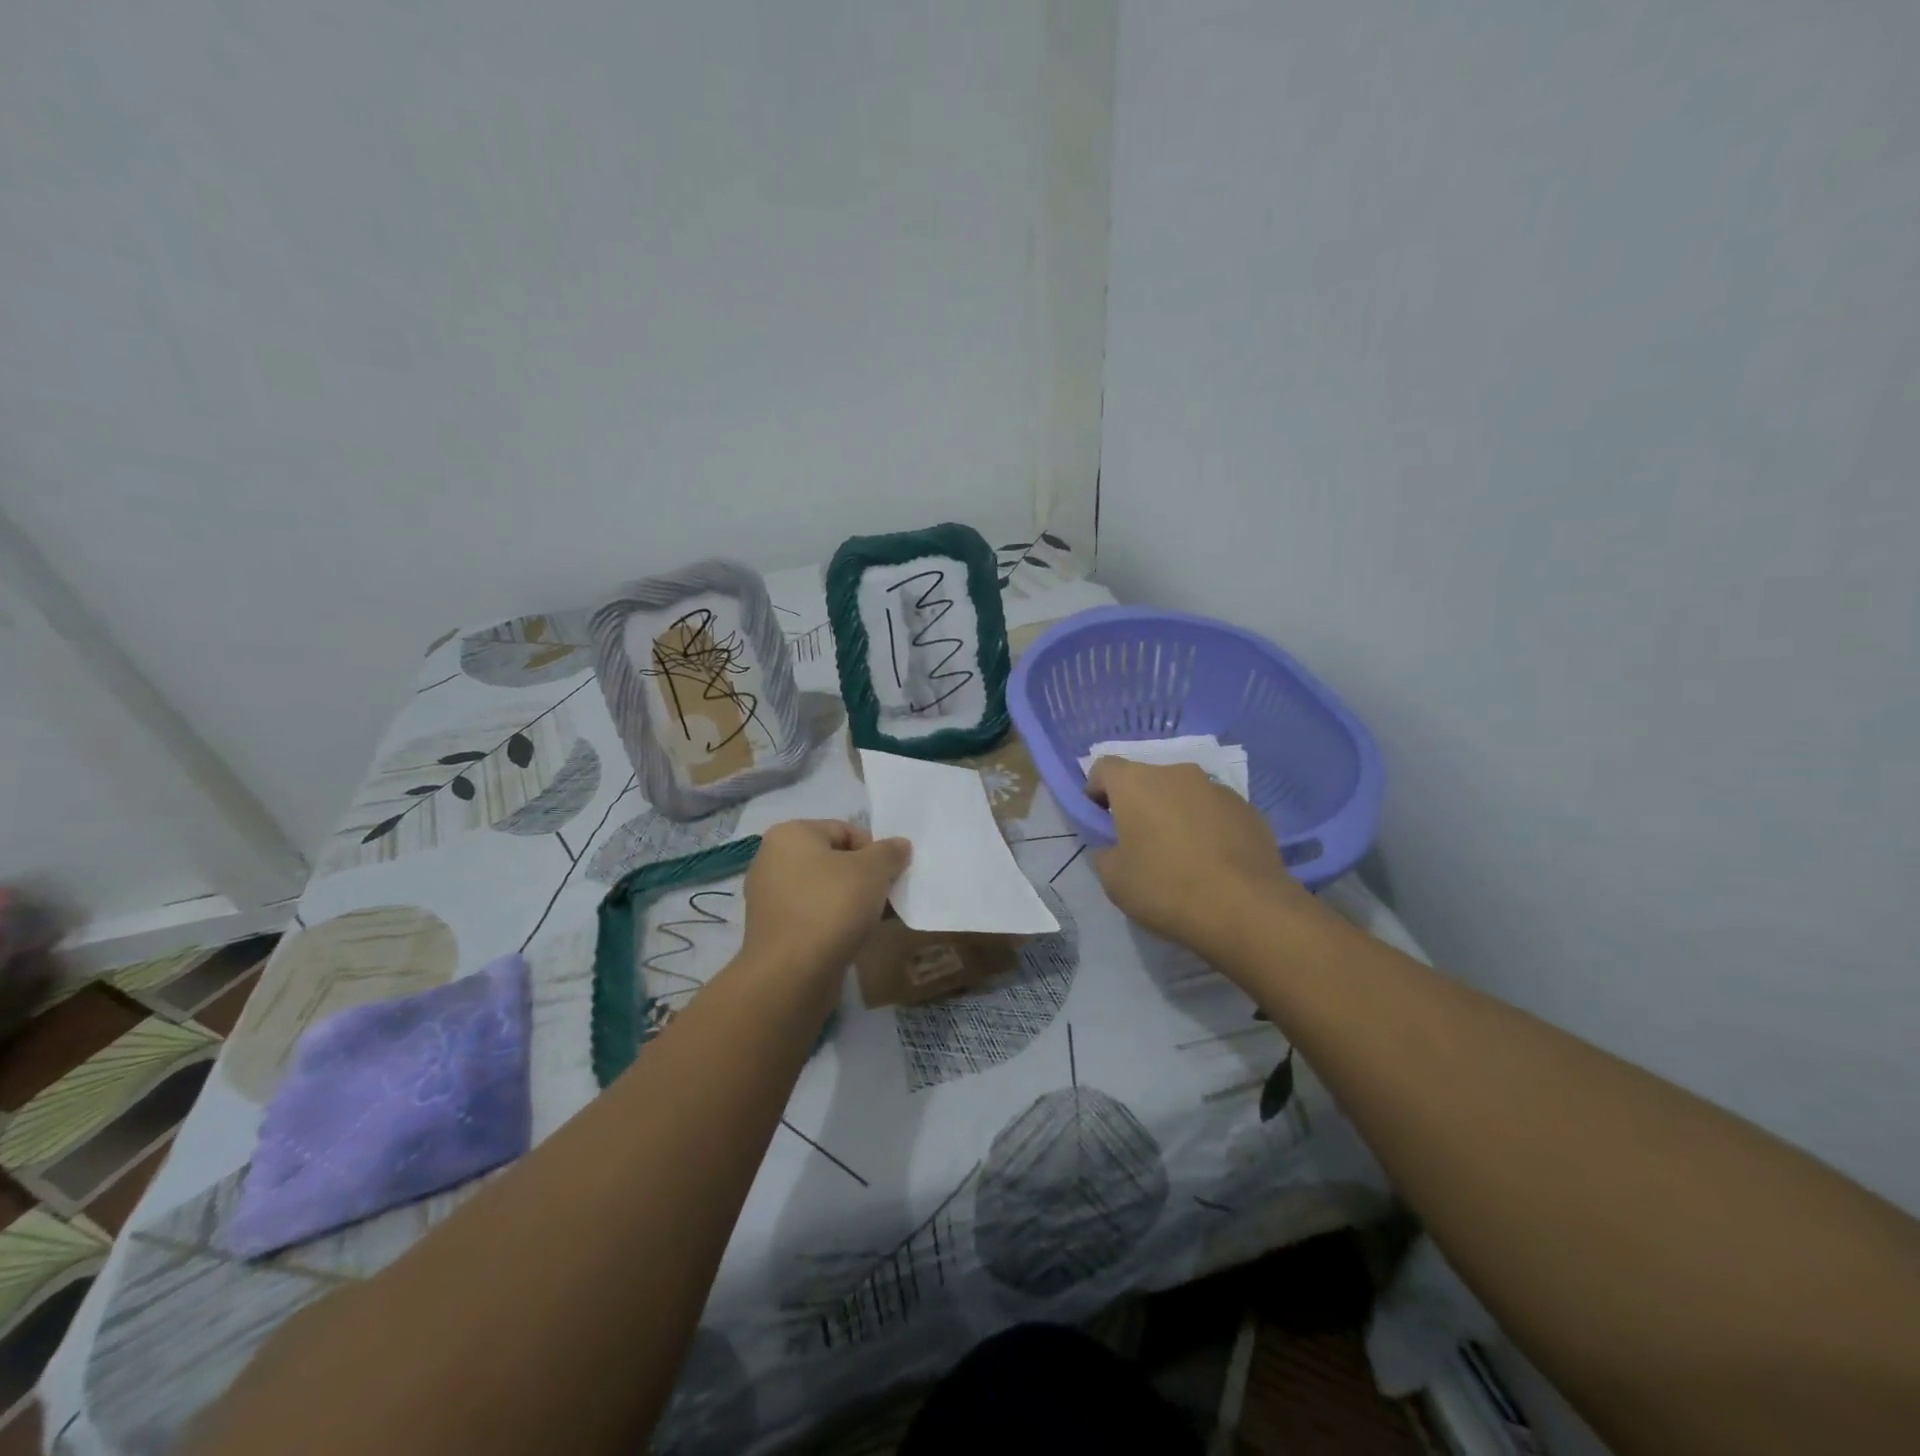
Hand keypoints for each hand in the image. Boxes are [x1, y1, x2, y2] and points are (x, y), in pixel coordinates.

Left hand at [741, 819, 910, 978]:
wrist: (791, 974)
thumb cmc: (831, 906)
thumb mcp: (873, 870)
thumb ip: (889, 852)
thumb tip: (900, 845)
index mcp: (790, 834)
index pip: (844, 830)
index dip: (874, 850)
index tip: (890, 875)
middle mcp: (772, 859)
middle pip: (833, 859)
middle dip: (863, 877)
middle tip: (884, 897)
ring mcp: (768, 897)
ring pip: (823, 889)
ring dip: (850, 901)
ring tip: (872, 920)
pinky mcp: (773, 930)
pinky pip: (812, 915)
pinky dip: (833, 921)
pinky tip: (852, 937)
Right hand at [1085, 758, 1313, 958]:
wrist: (1246, 909)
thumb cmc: (1166, 889)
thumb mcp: (1114, 879)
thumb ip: (1105, 852)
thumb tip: (1115, 846)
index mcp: (1136, 783)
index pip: (1103, 768)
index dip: (1096, 792)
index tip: (1101, 823)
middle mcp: (1176, 773)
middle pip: (1146, 779)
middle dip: (1138, 804)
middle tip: (1139, 843)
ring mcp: (1217, 788)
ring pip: (1182, 793)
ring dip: (1174, 813)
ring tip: (1181, 856)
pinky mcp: (1248, 808)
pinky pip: (1214, 810)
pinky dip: (1206, 826)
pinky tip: (1212, 862)